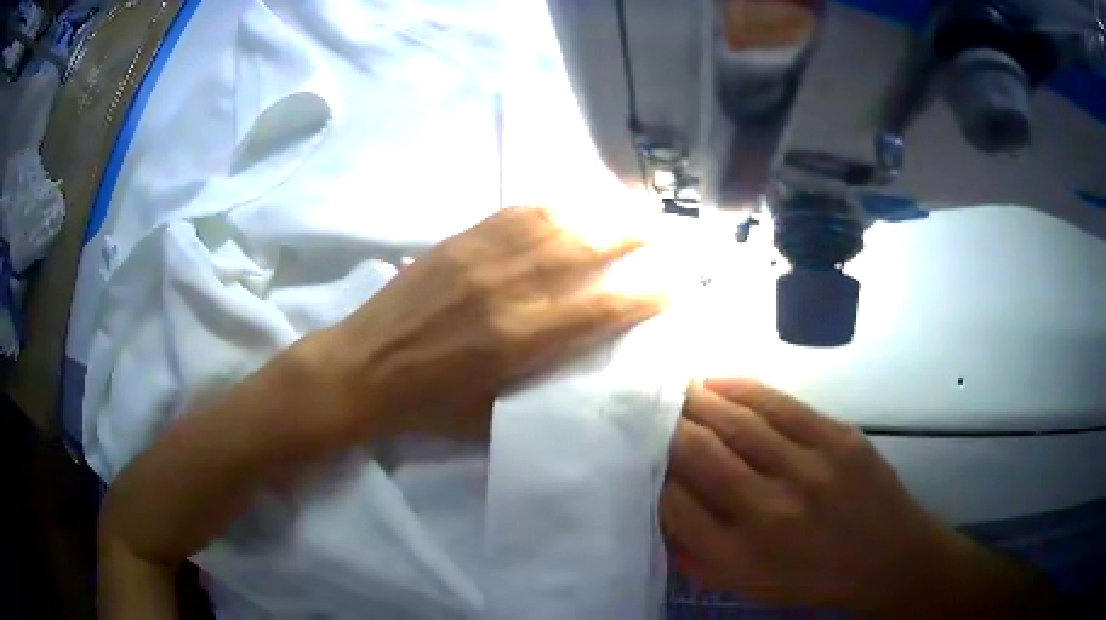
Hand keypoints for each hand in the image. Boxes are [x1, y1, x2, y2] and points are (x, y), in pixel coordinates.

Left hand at [306, 205, 663, 440]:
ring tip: (632, 209)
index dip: (647, 292)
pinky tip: (575, 203)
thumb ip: (547, 381)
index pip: (604, 305)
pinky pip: (518, 211)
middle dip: (635, 236)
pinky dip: (556, 205)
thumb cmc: (430, 405)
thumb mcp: (496, 413)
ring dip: (601, 211)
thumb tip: (593, 355)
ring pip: (557, 219)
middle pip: (587, 247)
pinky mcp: (459, 239)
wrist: (363, 367)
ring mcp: (481, 255)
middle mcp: (508, 288)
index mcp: (520, 339)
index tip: (678, 283)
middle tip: (665, 233)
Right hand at [662, 379, 1053, 614]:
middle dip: (665, 425)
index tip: (639, 452)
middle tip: (644, 406)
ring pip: (736, 420)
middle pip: (698, 453)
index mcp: (738, 558)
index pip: (673, 503)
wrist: (887, 558)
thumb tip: (659, 506)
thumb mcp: (745, 586)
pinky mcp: (837, 438)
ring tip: (675, 387)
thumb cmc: (811, 580)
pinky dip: (740, 387)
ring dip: (697, 399)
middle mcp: (768, 512)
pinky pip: (778, 403)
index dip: (651, 471)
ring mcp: (808, 469)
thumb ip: (696, 554)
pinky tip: (717, 381)